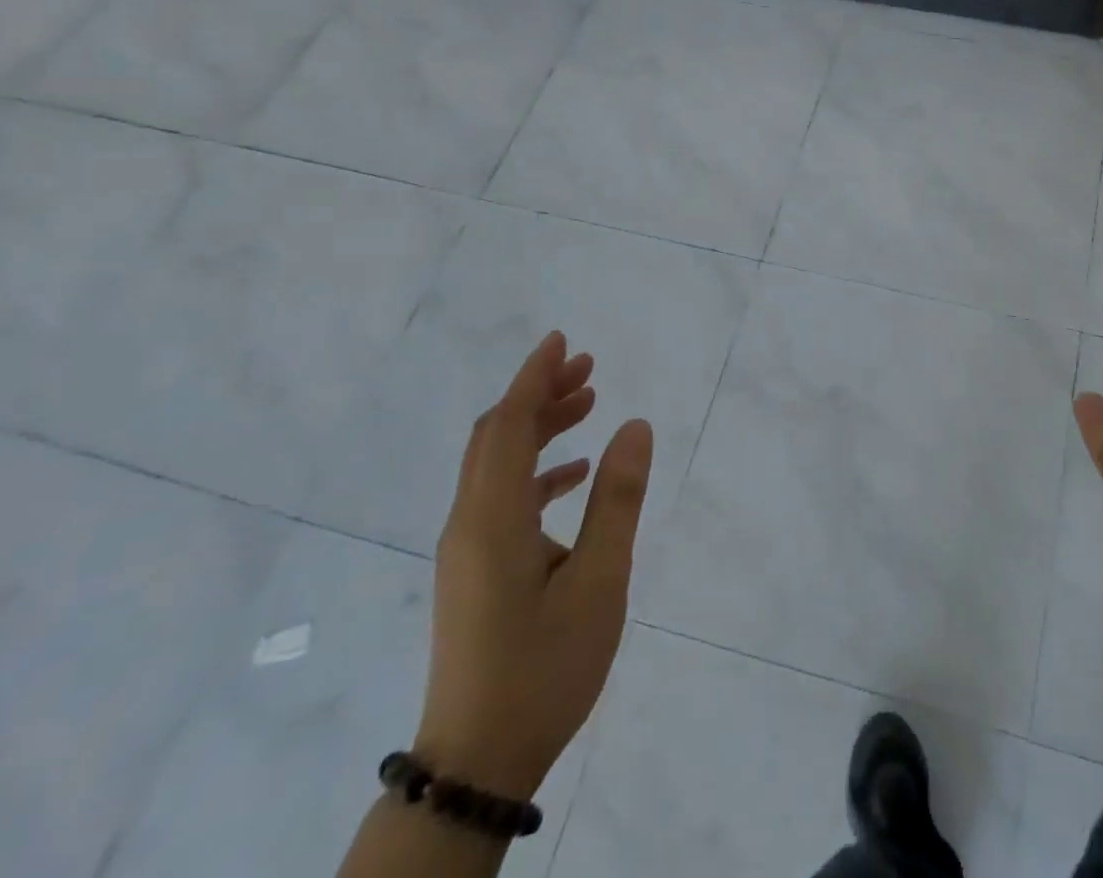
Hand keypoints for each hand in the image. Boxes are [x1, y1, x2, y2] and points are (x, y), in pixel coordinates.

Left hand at [413, 332, 653, 798]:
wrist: (478, 762)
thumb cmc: (544, 666)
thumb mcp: (599, 579)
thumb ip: (618, 498)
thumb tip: (636, 425)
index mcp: (493, 518)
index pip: (507, 424)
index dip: (533, 377)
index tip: (563, 341)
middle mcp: (469, 522)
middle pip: (496, 436)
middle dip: (538, 393)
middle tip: (588, 368)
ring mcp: (467, 549)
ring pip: (496, 464)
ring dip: (538, 427)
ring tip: (588, 406)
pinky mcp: (474, 570)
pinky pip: (500, 496)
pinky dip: (536, 470)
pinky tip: (573, 476)